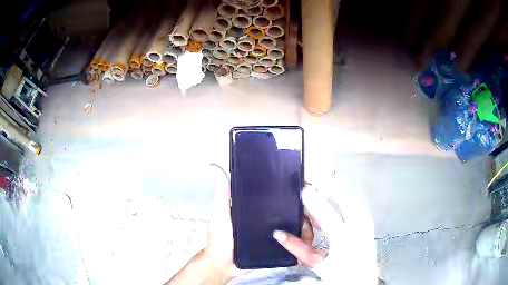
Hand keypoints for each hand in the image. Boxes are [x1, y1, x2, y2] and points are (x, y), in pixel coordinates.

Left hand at [206, 165, 315, 276]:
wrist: (224, 266)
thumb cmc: (220, 241)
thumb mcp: (221, 215)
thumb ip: (222, 195)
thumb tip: (219, 170)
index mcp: (257, 207)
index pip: (279, 193)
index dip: (294, 189)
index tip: (306, 188)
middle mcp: (268, 217)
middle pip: (293, 208)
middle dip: (307, 208)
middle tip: (314, 211)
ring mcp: (274, 231)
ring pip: (297, 224)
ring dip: (307, 224)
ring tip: (312, 226)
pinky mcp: (277, 245)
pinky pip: (293, 240)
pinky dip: (302, 238)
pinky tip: (306, 238)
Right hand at [273, 185, 378, 283]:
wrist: (362, 280)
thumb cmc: (340, 275)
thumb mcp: (316, 264)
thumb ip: (297, 248)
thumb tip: (279, 233)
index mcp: (344, 241)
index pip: (327, 215)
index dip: (313, 200)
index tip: (303, 188)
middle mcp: (358, 227)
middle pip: (345, 195)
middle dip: (328, 181)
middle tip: (314, 170)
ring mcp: (365, 221)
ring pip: (351, 193)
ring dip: (335, 183)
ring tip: (321, 175)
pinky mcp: (367, 219)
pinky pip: (354, 199)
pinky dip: (343, 191)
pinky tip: (334, 188)